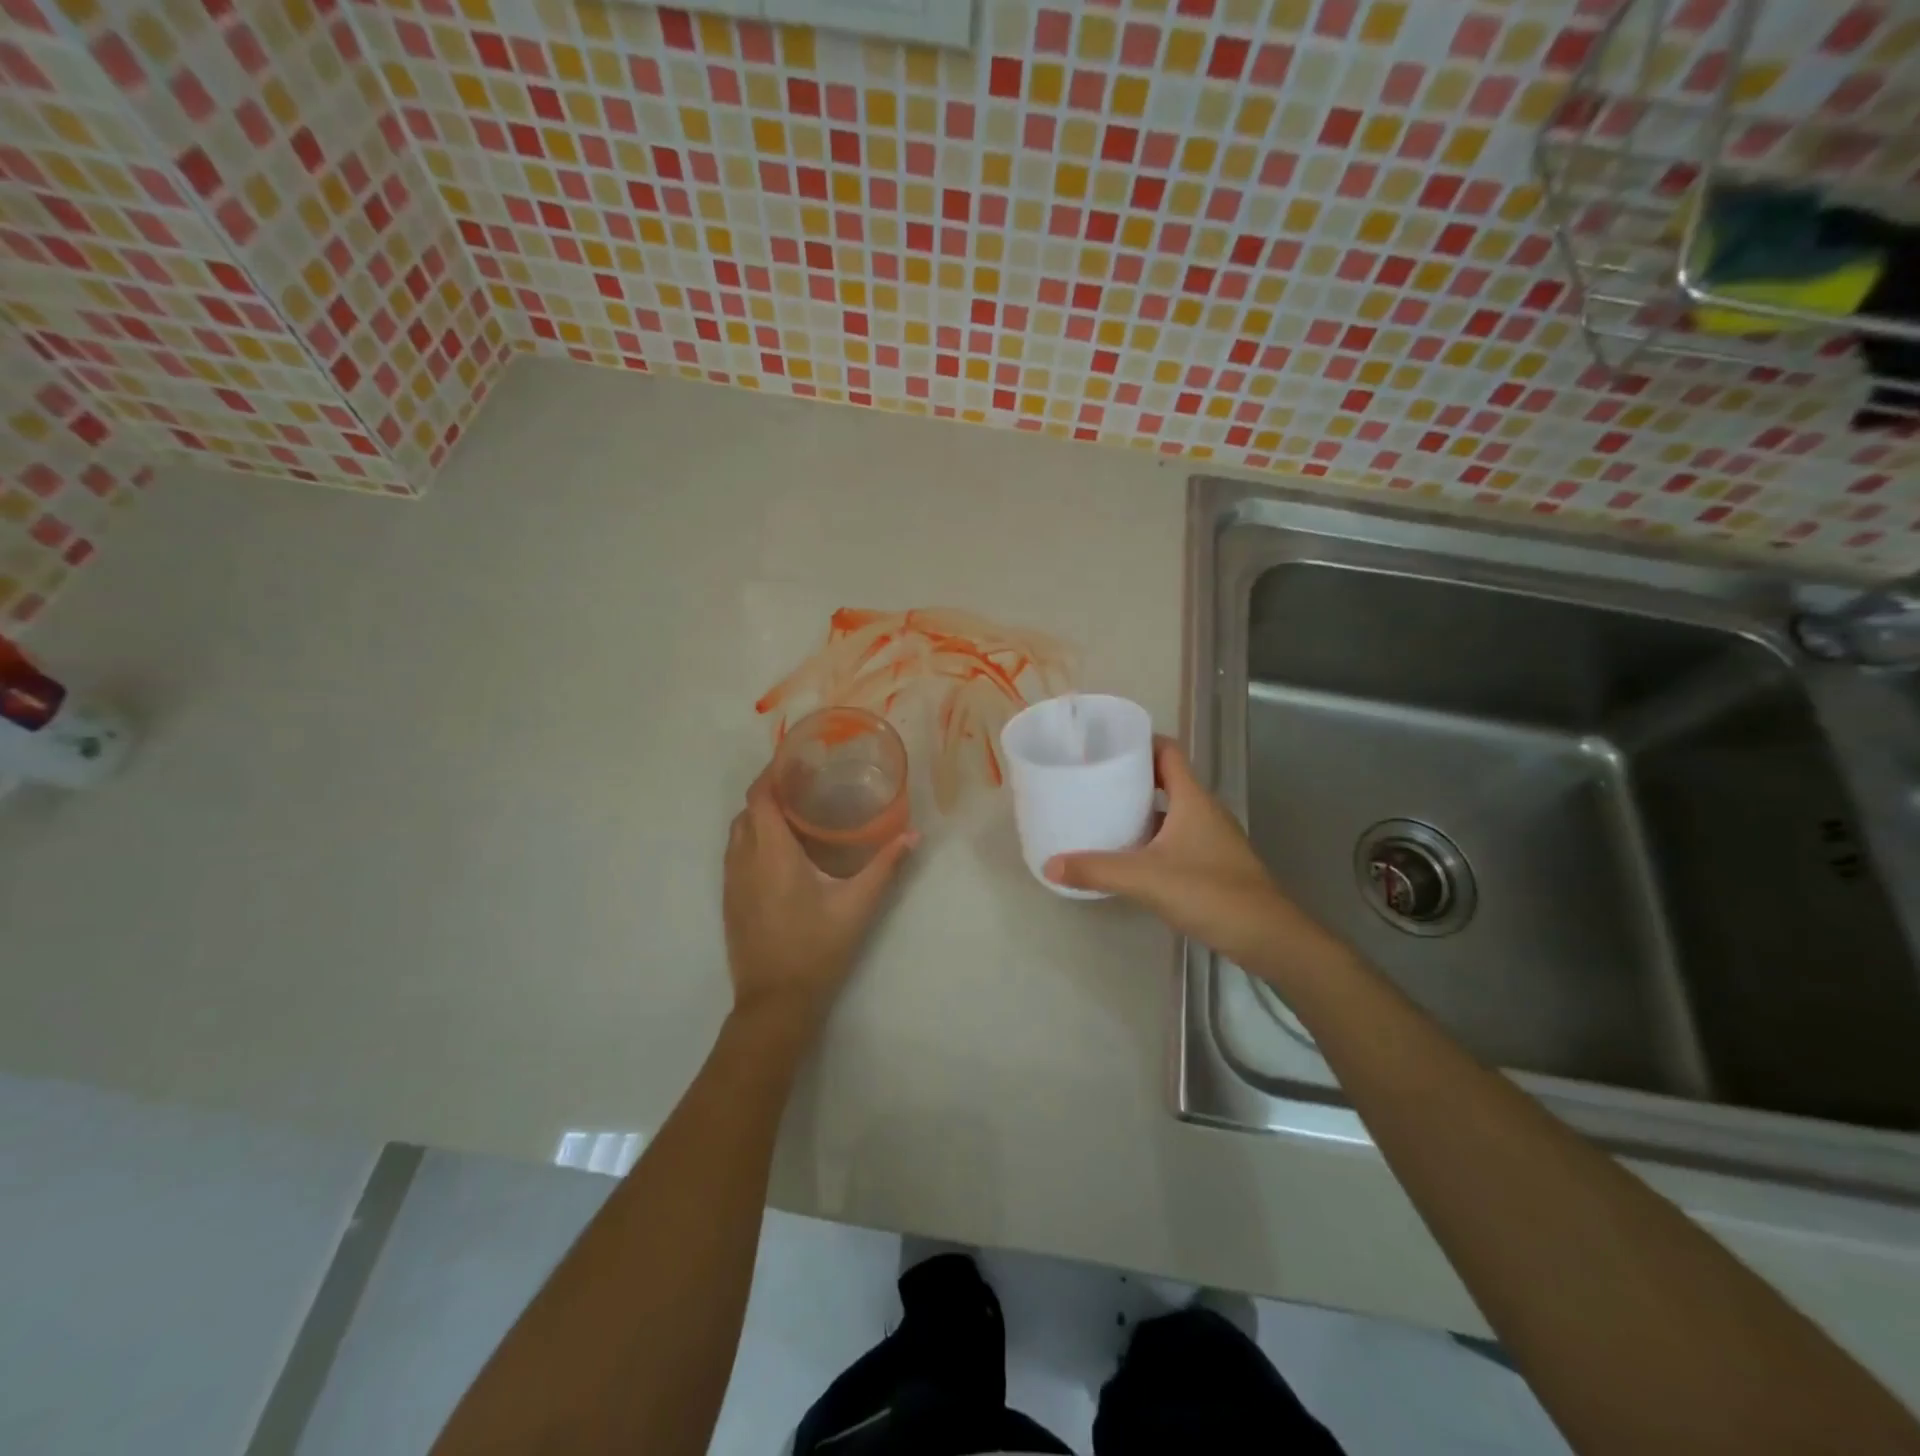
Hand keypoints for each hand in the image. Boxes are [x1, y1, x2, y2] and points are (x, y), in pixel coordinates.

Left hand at [723, 767, 917, 1028]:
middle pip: (748, 810)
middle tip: (805, 784)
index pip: (760, 797)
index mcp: (771, 854)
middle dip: (770, 790)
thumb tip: (914, 836)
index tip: (797, 760)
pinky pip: (735, 853)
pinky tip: (781, 850)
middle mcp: (744, 860)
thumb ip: (885, 867)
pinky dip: (753, 837)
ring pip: (738, 832)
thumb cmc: (817, 948)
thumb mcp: (857, 906)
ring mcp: (732, 882)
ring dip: (760, 814)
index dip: (773, 773)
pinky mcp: (730, 900)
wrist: (775, 1002)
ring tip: (795, 811)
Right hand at [1044, 737, 1347, 984]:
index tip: (1106, 745)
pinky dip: (1152, 838)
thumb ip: (1096, 869)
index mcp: (1192, 799)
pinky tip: (1129, 855)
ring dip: (1141, 809)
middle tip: (1094, 780)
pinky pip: (1176, 837)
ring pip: (1171, 811)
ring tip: (1103, 813)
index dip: (1140, 742)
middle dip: (1132, 777)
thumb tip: (1049, 865)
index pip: (1167, 751)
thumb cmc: (1210, 892)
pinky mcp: (1213, 863)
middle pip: (1166, 779)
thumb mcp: (1145, 878)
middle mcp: (1204, 810)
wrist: (1268, 937)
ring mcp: (1211, 838)